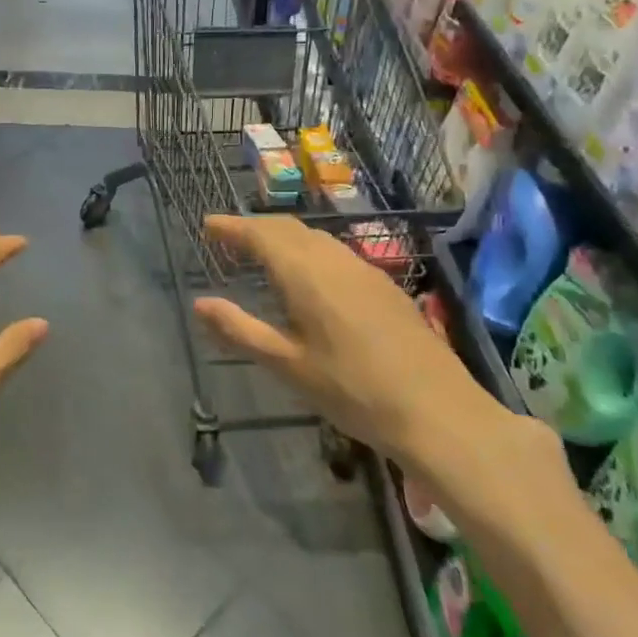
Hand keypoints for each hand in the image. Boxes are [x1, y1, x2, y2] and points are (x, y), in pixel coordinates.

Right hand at [191, 214, 518, 473]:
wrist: (438, 412)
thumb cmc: (352, 390)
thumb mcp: (287, 364)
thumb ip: (239, 330)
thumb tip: (199, 303)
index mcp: (306, 274)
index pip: (261, 234)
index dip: (232, 226)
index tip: (207, 224)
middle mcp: (335, 260)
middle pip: (289, 229)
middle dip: (255, 227)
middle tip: (228, 238)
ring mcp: (365, 271)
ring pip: (316, 239)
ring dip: (283, 237)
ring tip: (262, 254)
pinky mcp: (385, 287)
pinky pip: (336, 254)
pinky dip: (309, 252)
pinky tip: (309, 278)